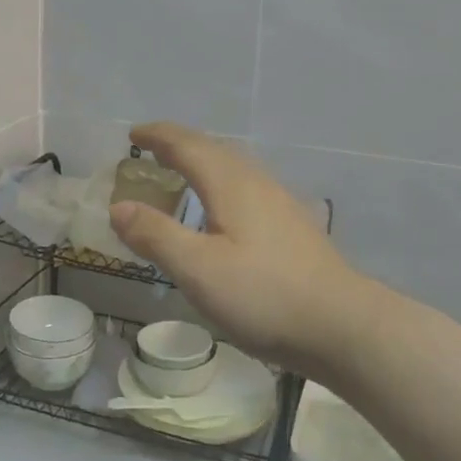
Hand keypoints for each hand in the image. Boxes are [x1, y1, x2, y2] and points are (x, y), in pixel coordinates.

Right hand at [109, 123, 363, 375]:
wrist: (342, 326)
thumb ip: (155, 235)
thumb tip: (118, 207)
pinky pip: (245, 187)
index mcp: (230, 184)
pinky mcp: (291, 226)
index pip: (187, 145)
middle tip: (150, 151)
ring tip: (179, 175)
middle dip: (178, 144)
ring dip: (201, 162)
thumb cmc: (263, 294)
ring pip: (233, 167)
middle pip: (213, 149)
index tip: (132, 134)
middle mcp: (256, 182)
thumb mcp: (197, 269)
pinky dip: (219, 183)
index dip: (158, 137)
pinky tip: (220, 211)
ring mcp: (279, 203)